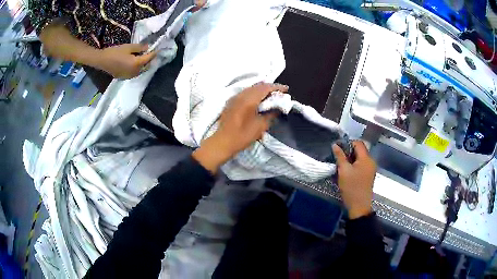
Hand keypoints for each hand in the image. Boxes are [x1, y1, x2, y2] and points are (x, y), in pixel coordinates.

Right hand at [99, 44, 155, 78]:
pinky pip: (134, 73)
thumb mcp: (128, 47)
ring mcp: (129, 76)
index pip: (149, 58)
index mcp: (137, 64)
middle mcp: (135, 72)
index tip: (158, 49)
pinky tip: (135, 63)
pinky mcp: (124, 77)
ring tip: (143, 57)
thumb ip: (140, 47)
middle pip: (146, 67)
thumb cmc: (115, 52)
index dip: (154, 53)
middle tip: (150, 53)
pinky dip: (137, 68)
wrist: (102, 61)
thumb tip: (148, 47)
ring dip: (143, 65)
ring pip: (141, 71)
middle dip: (149, 60)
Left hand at [193, 83, 288, 173]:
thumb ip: (270, 115)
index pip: (265, 88)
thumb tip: (277, 108)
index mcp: (249, 100)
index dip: (277, 87)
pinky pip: (244, 93)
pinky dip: (253, 93)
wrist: (222, 142)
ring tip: (270, 95)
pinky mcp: (230, 102)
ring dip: (261, 90)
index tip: (286, 90)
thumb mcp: (260, 127)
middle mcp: (241, 95)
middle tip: (279, 93)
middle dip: (270, 88)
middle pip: (258, 86)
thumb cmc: (242, 136)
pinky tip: (257, 99)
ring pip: (250, 88)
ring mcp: (234, 98)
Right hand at [332, 141, 376, 218]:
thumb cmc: (351, 187)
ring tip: (342, 166)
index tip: (338, 150)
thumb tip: (335, 145)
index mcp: (366, 158)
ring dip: (351, 159)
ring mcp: (371, 168)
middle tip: (338, 159)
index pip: (358, 143)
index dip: (348, 143)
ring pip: (360, 158)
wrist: (359, 206)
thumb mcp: (343, 171)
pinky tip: (348, 172)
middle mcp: (371, 161)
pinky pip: (362, 165)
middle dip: (349, 152)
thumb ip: (340, 156)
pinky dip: (355, 165)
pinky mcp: (369, 175)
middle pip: (360, 150)